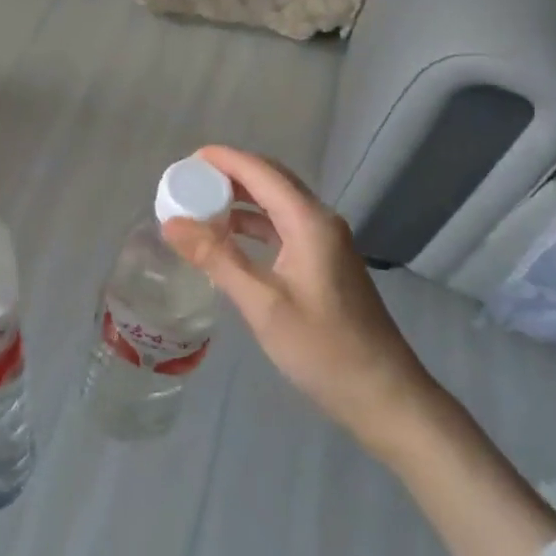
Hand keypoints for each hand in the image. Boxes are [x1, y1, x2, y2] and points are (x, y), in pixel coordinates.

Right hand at [167, 147, 555, 555]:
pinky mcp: (325, 263)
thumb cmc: (323, 349)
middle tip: (187, 182)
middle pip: (270, 180)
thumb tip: (171, 223)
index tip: (184, 160)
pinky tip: (229, 240)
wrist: (385, 395)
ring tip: (199, 207)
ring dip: (240, 200)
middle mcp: (320, 222)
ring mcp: (326, 243)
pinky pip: (283, 227)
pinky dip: (254, 225)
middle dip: (228, 175)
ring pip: (277, 204)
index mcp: (309, 222)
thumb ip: (217, 258)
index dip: (223, 159)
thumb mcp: (263, 304)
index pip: (260, 172)